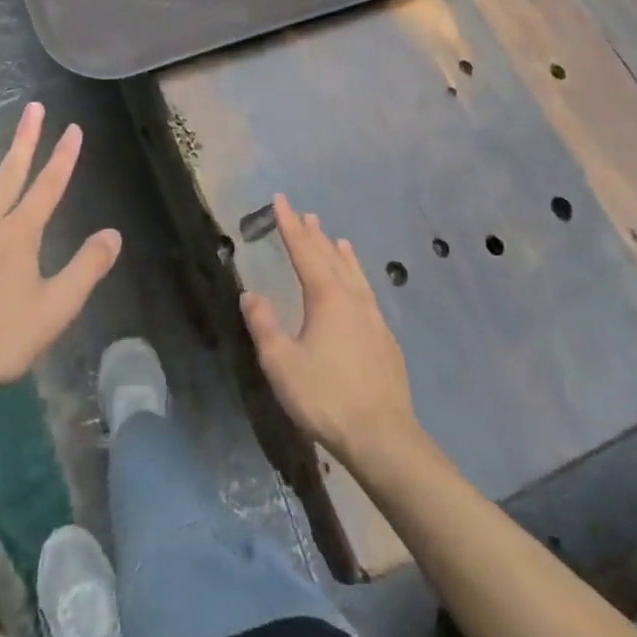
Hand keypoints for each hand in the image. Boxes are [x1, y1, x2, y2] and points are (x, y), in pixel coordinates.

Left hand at [0, 104, 120, 399]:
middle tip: (31, 108)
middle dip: (23, 139)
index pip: (49, 186)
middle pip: (8, 173)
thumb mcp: (56, 308)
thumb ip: (86, 268)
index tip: (73, 128)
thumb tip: (113, 234)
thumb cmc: (1, 337)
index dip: (63, 156)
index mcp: (20, 234)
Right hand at [240, 195, 419, 471]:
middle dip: (314, 234)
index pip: (304, 250)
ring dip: (340, 254)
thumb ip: (264, 325)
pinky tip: (360, 290)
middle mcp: (352, 298)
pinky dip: (357, 278)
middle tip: (304, 214)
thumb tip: (250, 293)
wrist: (383, 436)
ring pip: (354, 274)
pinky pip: (367, 294)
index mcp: (326, 296)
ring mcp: (374, 317)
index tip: (281, 200)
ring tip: (336, 239)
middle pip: (330, 257)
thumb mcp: (281, 363)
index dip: (289, 224)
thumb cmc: (325, 397)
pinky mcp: (386, 340)